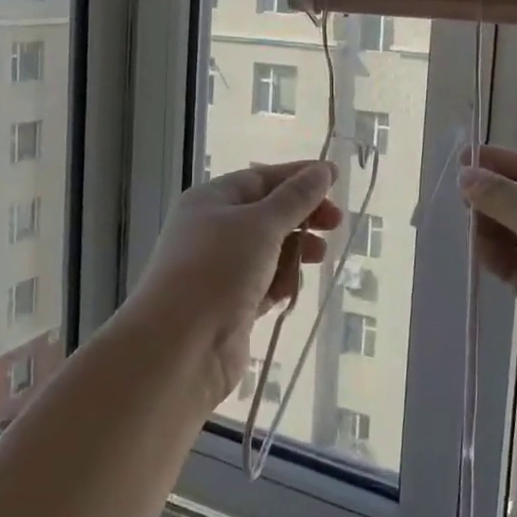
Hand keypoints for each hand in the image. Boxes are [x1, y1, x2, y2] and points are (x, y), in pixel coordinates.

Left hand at [131, 160, 342, 401]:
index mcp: (210, 201)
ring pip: (268, 251)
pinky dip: (281, 282)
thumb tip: (323, 170)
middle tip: (335, 224)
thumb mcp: (261, 224)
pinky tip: (293, 289)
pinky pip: (264, 284)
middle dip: (301, 216)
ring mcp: (220, 270)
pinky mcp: (230, 306)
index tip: (335, 179)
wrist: (180, 347)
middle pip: (266, 214)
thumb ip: (296, 198)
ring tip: (318, 257)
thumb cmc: (218, 269)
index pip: (260, 178)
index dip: (297, 177)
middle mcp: (211, 231)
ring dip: (294, 251)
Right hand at [461, 146, 516, 423]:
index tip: (461, 159)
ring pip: (514, 231)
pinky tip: (477, 252)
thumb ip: (502, 196)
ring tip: (467, 228)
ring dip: (490, 227)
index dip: (500, 162)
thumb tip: (466, 174)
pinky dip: (494, 256)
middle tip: (458, 198)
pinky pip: (512, 263)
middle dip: (492, 196)